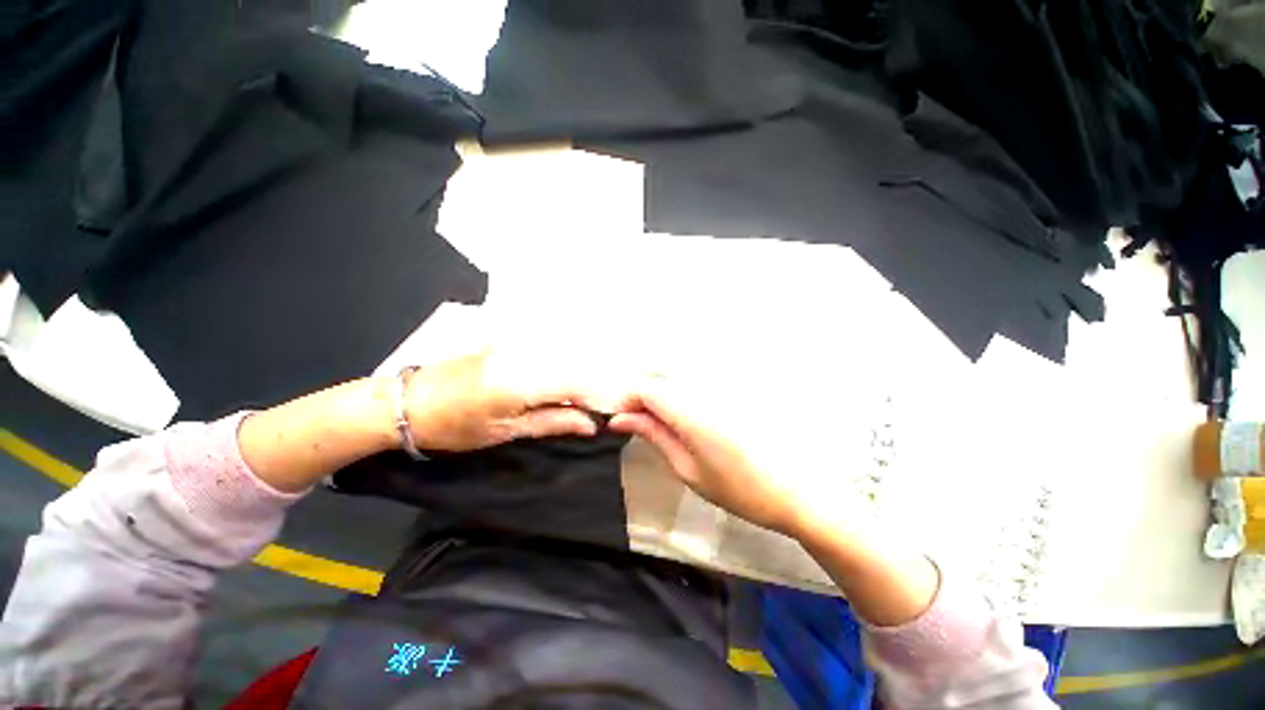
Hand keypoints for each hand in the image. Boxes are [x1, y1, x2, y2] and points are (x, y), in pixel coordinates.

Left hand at [404, 351, 600, 451]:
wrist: (410, 401)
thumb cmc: (455, 426)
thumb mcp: (507, 431)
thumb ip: (553, 422)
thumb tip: (591, 425)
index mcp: (522, 380)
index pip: (577, 383)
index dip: (598, 398)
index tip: (609, 415)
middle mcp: (525, 354)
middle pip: (575, 367)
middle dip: (591, 389)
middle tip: (594, 412)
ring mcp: (517, 343)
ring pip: (564, 358)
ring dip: (577, 379)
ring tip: (578, 402)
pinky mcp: (511, 340)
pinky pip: (548, 352)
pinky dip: (561, 369)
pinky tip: (559, 385)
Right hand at [609, 374, 869, 540]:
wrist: (799, 491)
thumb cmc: (740, 490)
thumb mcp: (688, 469)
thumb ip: (654, 436)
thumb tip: (621, 419)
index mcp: (691, 411)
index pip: (646, 388)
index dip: (627, 401)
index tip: (622, 421)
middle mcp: (705, 387)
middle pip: (661, 373)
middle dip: (642, 393)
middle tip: (641, 421)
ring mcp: (723, 384)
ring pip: (679, 372)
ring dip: (662, 389)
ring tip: (663, 419)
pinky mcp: (736, 386)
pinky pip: (699, 377)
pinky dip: (682, 388)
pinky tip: (689, 412)